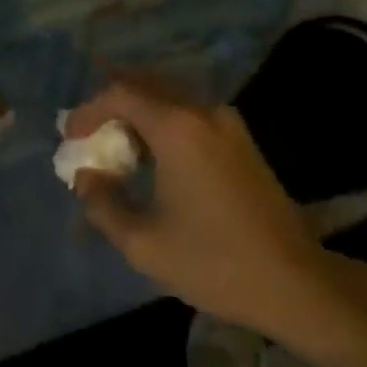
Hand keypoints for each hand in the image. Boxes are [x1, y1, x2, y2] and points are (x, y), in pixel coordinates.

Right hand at [66, 74, 351, 341]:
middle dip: (111, 102)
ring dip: (138, 110)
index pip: (121, 94)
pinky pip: (190, 112)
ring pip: (169, 96)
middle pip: (145, 85)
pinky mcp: (240, 137)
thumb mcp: (146, 244)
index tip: (70, 136)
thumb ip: (105, 205)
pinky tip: (154, 153)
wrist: (295, 281)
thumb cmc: (215, 262)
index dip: (89, 110)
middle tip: (88, 129)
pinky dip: (163, 120)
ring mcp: (226, 120)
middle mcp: (201, 110)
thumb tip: (86, 177)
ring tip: (116, 141)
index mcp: (177, 126)